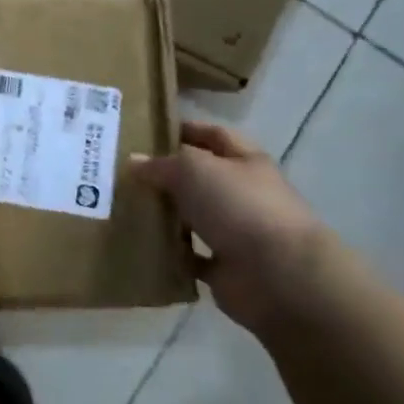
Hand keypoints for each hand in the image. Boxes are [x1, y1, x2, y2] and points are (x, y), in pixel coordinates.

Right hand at [130, 121, 327, 335]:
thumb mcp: (194, 169)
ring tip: (124, 207)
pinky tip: (141, 245)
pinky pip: (190, 255)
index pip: (214, 136)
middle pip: (201, 178)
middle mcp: (244, 194)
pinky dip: (170, 252)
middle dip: (167, 174)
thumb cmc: (239, 206)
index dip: (186, 129)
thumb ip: (162, 163)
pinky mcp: (226, 266)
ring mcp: (236, 231)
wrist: (278, 274)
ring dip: (165, 214)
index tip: (149, 132)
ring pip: (193, 216)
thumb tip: (134, 161)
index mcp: (246, 162)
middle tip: (124, 172)